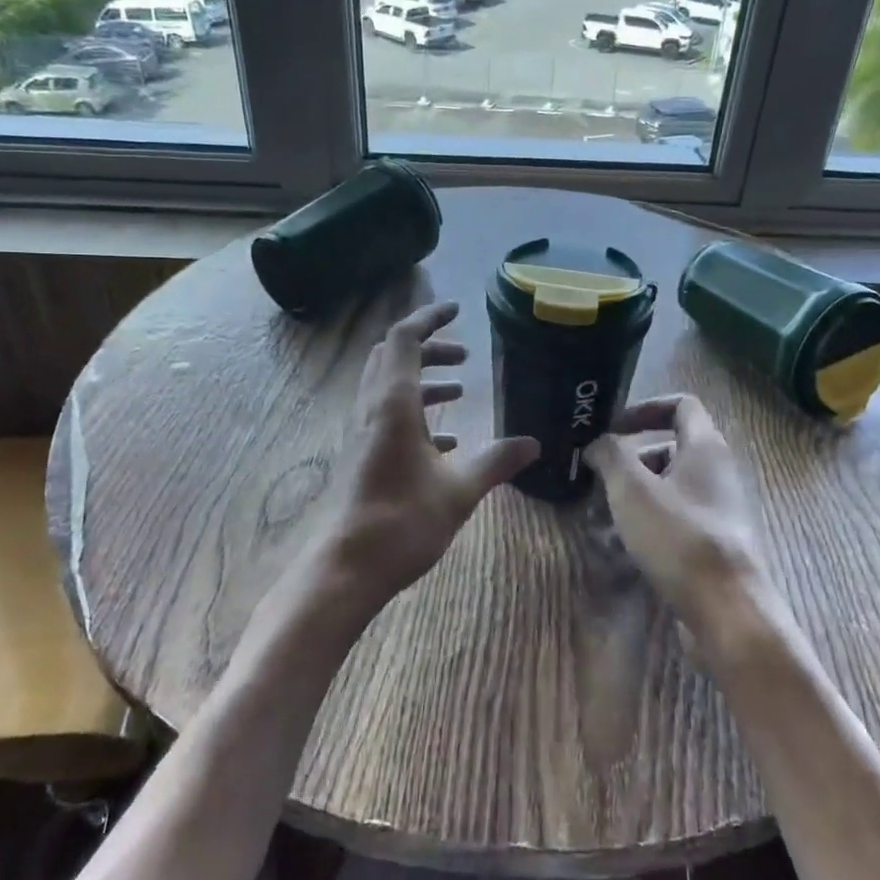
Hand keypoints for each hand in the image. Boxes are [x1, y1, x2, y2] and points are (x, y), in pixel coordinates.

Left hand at [309, 300, 538, 619]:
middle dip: (427, 347)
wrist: (345, 569)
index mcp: (392, 403)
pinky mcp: (361, 456)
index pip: (403, 339)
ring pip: (387, 387)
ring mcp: (361, 433)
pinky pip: (386, 417)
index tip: (457, 310)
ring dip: (421, 378)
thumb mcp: (459, 490)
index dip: (429, 318)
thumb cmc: (401, 522)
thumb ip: (496, 461)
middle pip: (391, 357)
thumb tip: (533, 444)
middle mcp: (371, 409)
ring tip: (459, 389)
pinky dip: (414, 412)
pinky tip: (444, 441)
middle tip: (463, 354)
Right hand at [584, 395, 776, 644]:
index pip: (681, 404)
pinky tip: (625, 546)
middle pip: (671, 448)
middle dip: (632, 460)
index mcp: (705, 447)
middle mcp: (718, 472)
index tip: (613, 428)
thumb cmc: (678, 537)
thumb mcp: (632, 489)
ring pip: (671, 487)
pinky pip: (678, 518)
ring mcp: (720, 509)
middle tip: (600, 479)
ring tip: (603, 517)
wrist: (727, 609)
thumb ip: (610, 455)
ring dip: (636, 494)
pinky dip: (650, 522)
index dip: (645, 408)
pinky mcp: (716, 542)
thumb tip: (597, 443)